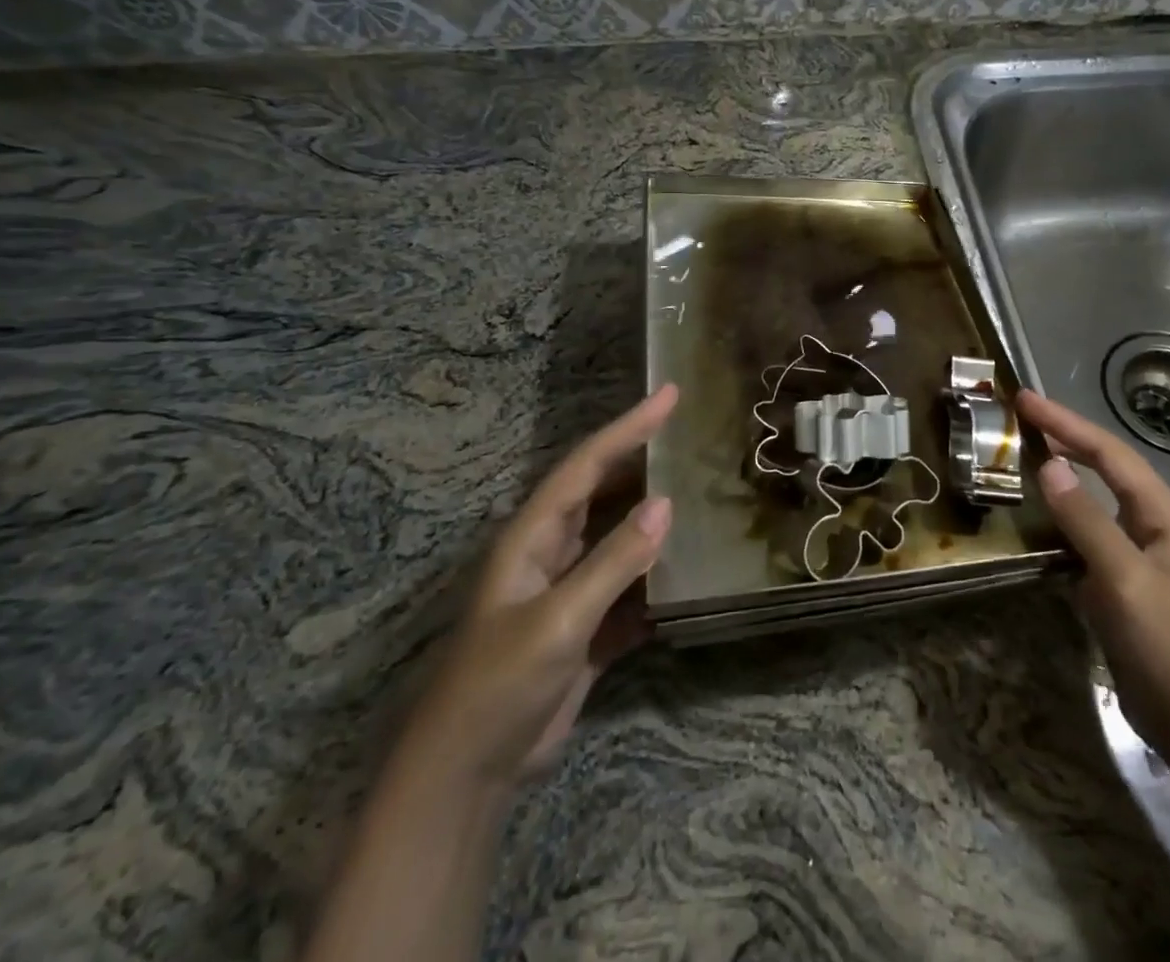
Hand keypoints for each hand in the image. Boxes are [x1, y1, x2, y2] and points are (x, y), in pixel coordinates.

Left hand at [404, 385, 678, 790]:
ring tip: (700, 488)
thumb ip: (613, 561)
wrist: (469, 775)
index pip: (587, 465)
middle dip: (642, 459)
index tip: (669, 395)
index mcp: (534, 536)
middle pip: (604, 491)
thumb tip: (666, 503)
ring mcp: (570, 590)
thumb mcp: (559, 619)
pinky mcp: (587, 628)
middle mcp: (552, 552)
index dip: (628, 427)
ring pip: (619, 536)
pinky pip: (629, 586)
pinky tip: (691, 570)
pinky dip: (657, 576)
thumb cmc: (500, 684)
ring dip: (654, 515)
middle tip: (690, 433)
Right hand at [1018, 389, 1169, 757]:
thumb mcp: (1123, 578)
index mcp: (1163, 514)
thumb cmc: (1168, 646)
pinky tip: (1040, 515)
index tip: (1024, 399)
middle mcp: (1154, 525)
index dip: (1066, 423)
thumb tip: (1048, 464)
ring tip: (1025, 452)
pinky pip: (1089, 533)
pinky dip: (1063, 515)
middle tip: (1020, 416)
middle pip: (1106, 467)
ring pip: (1097, 499)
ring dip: (1064, 473)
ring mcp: (1140, 555)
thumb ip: (1086, 519)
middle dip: (1066, 437)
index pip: (1109, 453)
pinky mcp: (1125, 583)